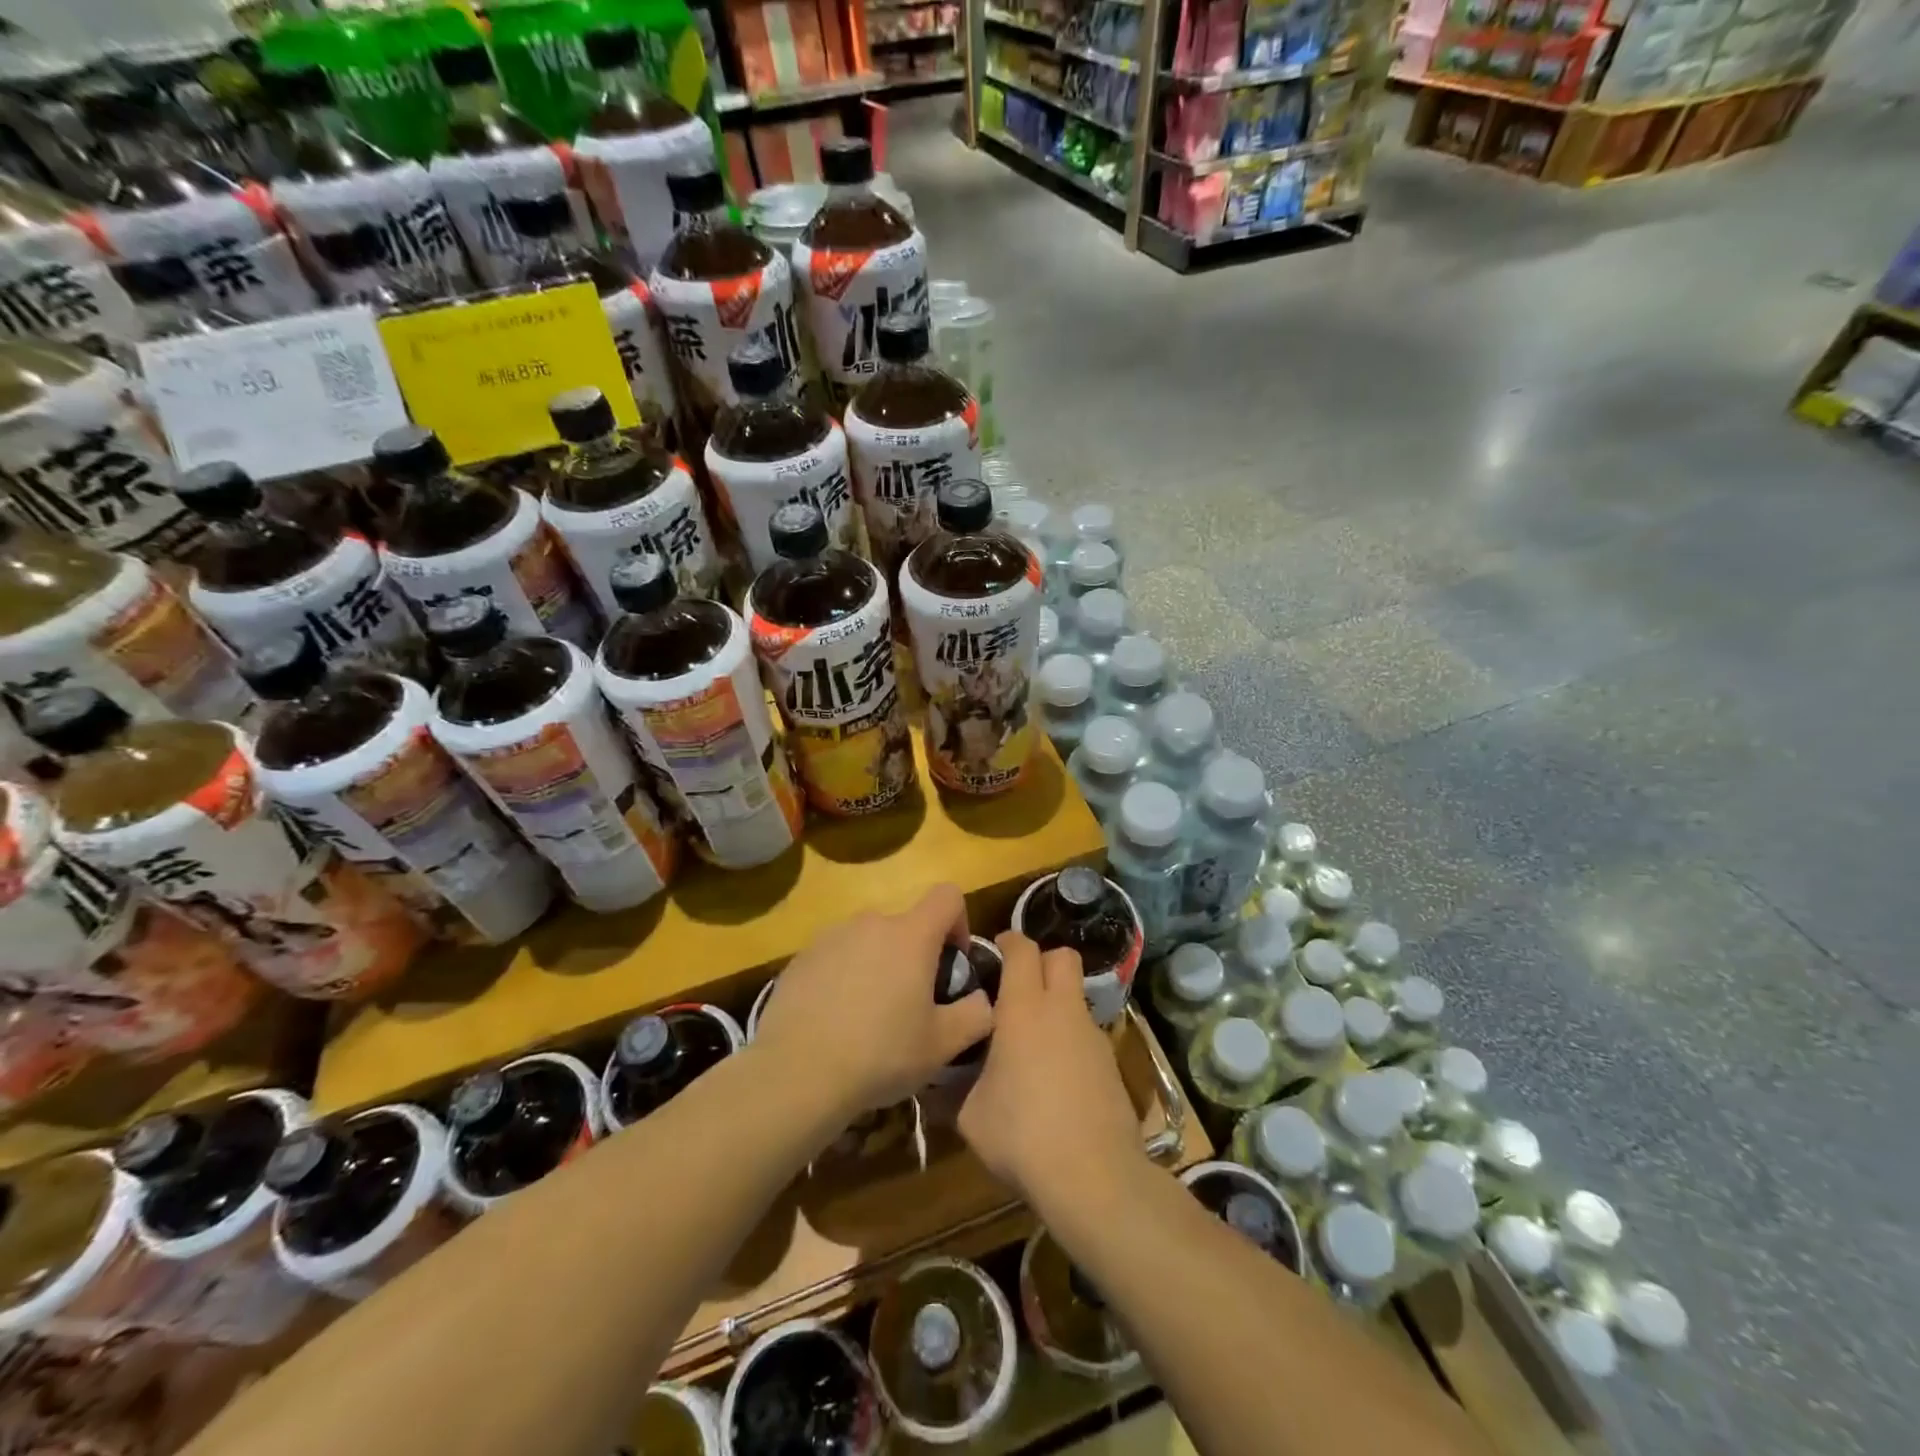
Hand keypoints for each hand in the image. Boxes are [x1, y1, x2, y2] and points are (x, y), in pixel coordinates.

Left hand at [753, 884, 991, 1119]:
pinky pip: (835, 957)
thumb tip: (981, 999)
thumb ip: (976, 1014)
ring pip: (868, 941)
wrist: (797, 1073)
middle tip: (911, 1004)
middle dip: (915, 955)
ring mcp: (831, 937)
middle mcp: (870, 923)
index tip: (952, 962)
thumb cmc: (880, 1054)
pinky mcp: (801, 957)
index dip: (958, 922)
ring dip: (878, 965)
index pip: (947, 896)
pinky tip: (835, 1021)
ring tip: (870, 1017)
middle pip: (905, 925)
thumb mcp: (943, 1045)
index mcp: (910, 935)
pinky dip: (843, 977)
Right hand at [958, 934, 1141, 1211]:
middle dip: (1042, 961)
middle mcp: (1062, 1009)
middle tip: (1017, 987)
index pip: (1022, 948)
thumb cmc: (1021, 1134)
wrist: (1093, 1175)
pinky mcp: (1111, 1063)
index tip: (993, 953)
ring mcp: (1092, 1035)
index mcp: (1023, 1008)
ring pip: (1076, 996)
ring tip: (1033, 1040)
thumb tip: (936, 1084)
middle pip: (1062, 956)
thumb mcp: (970, 1116)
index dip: (1008, 942)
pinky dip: (1071, 1039)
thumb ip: (954, 1089)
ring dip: (1057, 1003)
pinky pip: (1087, 1033)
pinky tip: (1056, 1077)